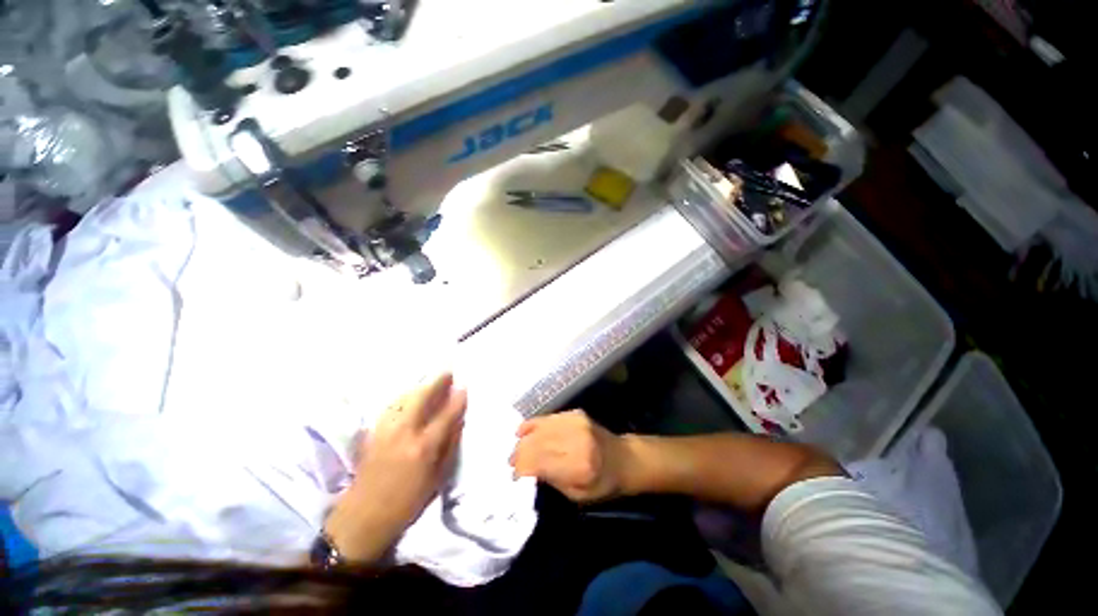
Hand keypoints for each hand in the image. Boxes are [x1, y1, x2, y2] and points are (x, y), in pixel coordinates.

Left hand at [325, 373, 465, 562]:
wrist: (362, 518)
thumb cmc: (406, 503)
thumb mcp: (436, 479)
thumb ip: (448, 447)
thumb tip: (458, 422)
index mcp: (422, 447)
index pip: (445, 415)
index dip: (457, 399)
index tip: (465, 386)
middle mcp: (403, 433)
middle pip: (421, 398)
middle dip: (436, 382)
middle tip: (448, 372)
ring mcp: (385, 430)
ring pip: (404, 398)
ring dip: (420, 387)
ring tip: (431, 382)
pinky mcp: (372, 433)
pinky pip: (391, 406)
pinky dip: (404, 397)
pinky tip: (409, 396)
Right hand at [510, 410, 633, 502]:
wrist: (625, 458)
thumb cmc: (602, 484)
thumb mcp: (578, 495)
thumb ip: (552, 481)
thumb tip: (527, 471)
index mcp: (579, 467)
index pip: (540, 463)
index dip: (523, 468)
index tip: (513, 476)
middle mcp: (577, 440)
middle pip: (538, 444)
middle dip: (520, 453)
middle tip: (510, 462)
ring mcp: (577, 423)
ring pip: (541, 429)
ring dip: (524, 439)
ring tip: (515, 448)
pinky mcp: (576, 414)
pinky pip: (549, 417)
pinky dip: (534, 424)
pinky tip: (522, 430)